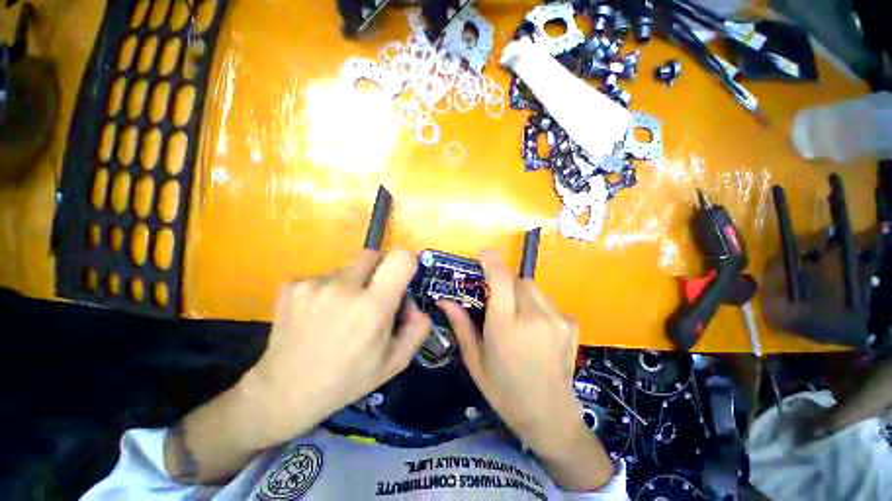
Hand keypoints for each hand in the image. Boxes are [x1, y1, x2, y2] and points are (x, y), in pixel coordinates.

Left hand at [244, 249, 430, 445]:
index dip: (407, 263)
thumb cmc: (347, 379)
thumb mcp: (395, 362)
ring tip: (340, 313)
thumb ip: (418, 328)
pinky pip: (324, 276)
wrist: (284, 392)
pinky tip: (318, 315)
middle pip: (374, 255)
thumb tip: (417, 304)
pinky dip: (328, 289)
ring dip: (352, 283)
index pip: (401, 258)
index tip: (402, 279)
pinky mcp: (291, 285)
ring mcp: (313, 284)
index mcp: (372, 307)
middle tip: (371, 298)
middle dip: (379, 272)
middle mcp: (343, 287)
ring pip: (348, 267)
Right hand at [439, 250, 612, 489]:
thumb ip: (461, 325)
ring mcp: (557, 320)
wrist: (549, 416)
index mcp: (506, 327)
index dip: (491, 261)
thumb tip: (444, 301)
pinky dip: (538, 306)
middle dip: (506, 284)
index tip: (484, 253)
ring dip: (521, 294)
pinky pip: (548, 302)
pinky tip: (536, 329)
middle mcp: (534, 318)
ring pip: (533, 288)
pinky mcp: (571, 324)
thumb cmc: (504, 390)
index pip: (500, 280)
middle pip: (518, 280)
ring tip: (517, 317)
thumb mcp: (475, 360)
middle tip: (499, 302)